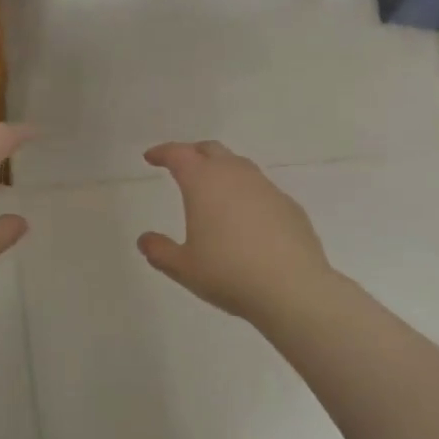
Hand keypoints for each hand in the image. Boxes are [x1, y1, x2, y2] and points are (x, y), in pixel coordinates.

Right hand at [138, 141, 333, 319]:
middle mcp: (235, 176)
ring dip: (222, 170)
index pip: (179, 155)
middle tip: (181, 165)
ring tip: (213, 189)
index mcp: (203, 183)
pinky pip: (261, 189)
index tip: (151, 157)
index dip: (162, 152)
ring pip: (239, 166)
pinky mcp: (289, 205)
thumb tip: (145, 240)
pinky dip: (246, 193)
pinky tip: (245, 217)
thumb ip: (160, 251)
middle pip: (211, 150)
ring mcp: (266, 188)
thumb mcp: (184, 268)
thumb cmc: (229, 274)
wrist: (293, 288)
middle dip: (192, 153)